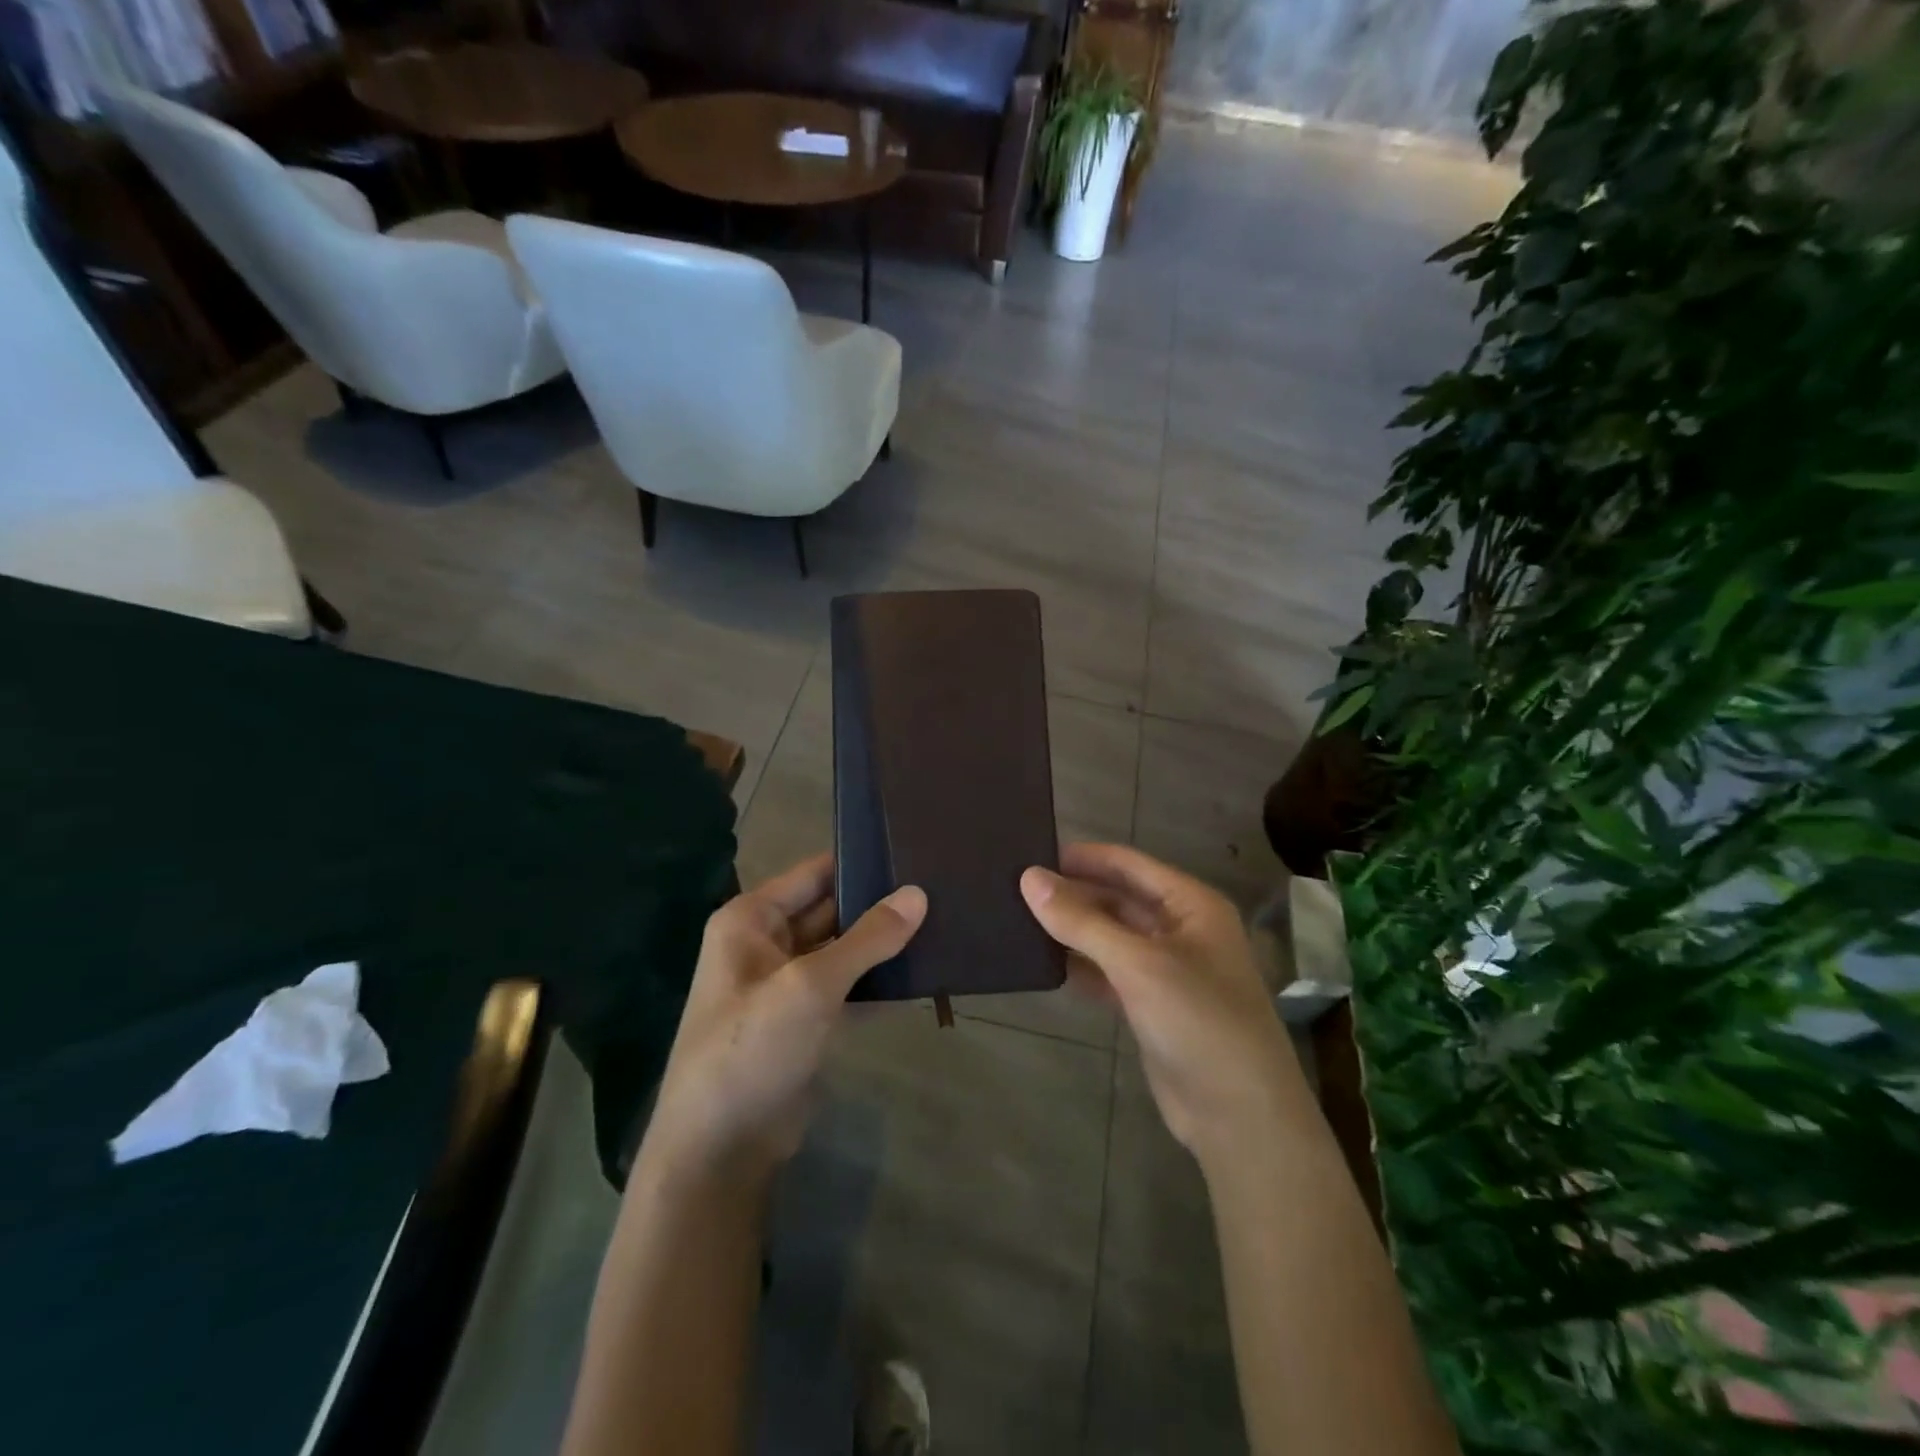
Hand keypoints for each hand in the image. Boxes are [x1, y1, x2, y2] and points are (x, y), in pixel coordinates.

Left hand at [645, 854, 925, 1185]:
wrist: (720, 1149)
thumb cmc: (753, 1047)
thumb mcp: (811, 985)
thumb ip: (868, 938)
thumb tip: (918, 893)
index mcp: (752, 919)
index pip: (814, 873)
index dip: (860, 861)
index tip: (912, 851)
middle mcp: (766, 944)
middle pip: (831, 909)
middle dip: (878, 903)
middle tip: (938, 887)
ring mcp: (787, 985)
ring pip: (842, 950)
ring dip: (881, 944)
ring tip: (940, 922)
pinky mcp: (805, 1021)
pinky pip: (846, 986)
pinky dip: (876, 981)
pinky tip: (921, 973)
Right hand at [1021, 843, 1309, 1167]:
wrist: (1239, 1116)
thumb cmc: (1198, 1021)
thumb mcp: (1137, 964)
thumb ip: (1082, 921)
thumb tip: (1029, 878)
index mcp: (1191, 904)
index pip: (1129, 864)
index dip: (1083, 857)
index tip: (1032, 854)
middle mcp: (1181, 929)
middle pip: (1119, 898)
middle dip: (1074, 894)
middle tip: (1017, 890)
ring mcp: (1167, 969)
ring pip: (1112, 937)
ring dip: (1074, 931)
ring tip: (1021, 920)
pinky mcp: (1152, 1005)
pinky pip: (1110, 972)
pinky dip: (1082, 966)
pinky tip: (1045, 963)